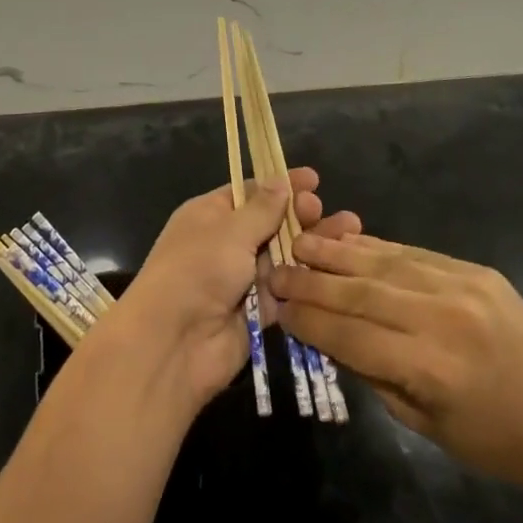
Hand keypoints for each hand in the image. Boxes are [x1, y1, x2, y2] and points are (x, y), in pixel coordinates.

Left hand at [96, 169, 360, 415]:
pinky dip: (308, 281)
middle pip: (270, 223)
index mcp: (210, 215)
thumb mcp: (230, 230)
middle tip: (324, 210)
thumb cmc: (197, 270)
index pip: (250, 192)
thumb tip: (281, 180)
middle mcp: (225, 243)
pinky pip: (286, 290)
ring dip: (311, 246)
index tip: (314, 179)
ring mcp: (241, 279)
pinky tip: (337, 269)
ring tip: (348, 233)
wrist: (173, 343)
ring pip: (283, 257)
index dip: (281, 185)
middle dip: (300, 215)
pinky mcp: (257, 312)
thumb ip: (262, 208)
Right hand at [270, 235, 522, 491]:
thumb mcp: (423, 423)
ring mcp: (462, 287)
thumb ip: (373, 374)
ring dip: (337, 252)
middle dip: (313, 282)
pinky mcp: (475, 270)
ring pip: (384, 263)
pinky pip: (413, 253)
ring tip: (303, 242)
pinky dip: (375, 247)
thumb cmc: (490, 439)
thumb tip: (327, 333)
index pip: (352, 337)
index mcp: (431, 369)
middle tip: (277, 269)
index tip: (278, 307)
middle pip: (361, 293)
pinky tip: (348, 241)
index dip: (310, 321)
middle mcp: (443, 319)